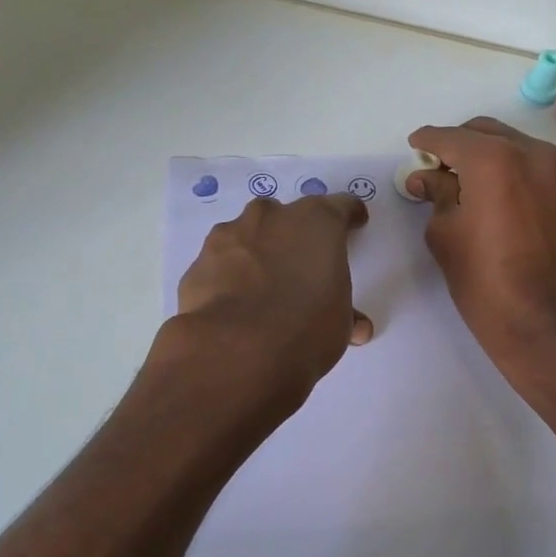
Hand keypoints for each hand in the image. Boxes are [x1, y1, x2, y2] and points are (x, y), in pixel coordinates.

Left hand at [168, 193, 372, 412]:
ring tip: (263, 288)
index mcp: (316, 221)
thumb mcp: (340, 323)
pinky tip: (233, 304)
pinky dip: (230, 276)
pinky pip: (222, 263)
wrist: (234, 351)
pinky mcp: (199, 261)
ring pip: (249, 235)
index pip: (340, 206)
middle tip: (302, 266)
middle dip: (295, 236)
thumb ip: (346, 314)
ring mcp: (230, 235)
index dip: (349, 216)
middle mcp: (272, 216)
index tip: (354, 225)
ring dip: (258, 253)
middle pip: (288, 216)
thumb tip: (356, 326)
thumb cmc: (305, 328)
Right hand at [407, 118, 555, 374]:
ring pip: (517, 149)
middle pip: (487, 133)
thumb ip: (436, 194)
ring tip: (472, 185)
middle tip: (440, 168)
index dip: (428, 141)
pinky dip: (519, 176)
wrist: (546, 324)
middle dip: (460, 145)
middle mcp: (533, 154)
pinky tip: (506, 203)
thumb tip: (428, 177)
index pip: (451, 137)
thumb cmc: (484, 281)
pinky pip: (540, 171)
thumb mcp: (445, 234)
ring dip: (491, 158)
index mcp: (494, 159)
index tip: (415, 146)